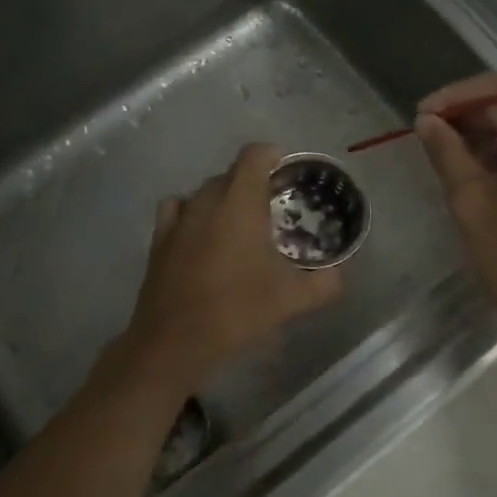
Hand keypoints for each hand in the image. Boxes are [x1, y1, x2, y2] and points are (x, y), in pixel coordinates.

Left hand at [124, 143, 342, 390]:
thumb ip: (325, 283)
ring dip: (225, 199)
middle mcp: (206, 200)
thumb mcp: (293, 300)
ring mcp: (178, 218)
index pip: (255, 155)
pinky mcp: (159, 239)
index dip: (274, 157)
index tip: (289, 175)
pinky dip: (194, 213)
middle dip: (254, 183)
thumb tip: (337, 275)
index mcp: (240, 203)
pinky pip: (179, 210)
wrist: (174, 342)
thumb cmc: (237, 311)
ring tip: (240, 225)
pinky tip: (203, 235)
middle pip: (232, 173)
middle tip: (274, 211)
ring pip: (205, 192)